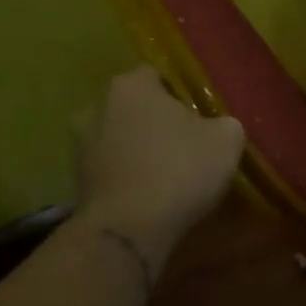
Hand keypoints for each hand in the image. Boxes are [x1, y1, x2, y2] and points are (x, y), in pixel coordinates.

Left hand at [76, 66, 244, 263]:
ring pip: (121, 137)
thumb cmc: (179, 169)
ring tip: (172, 169)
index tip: (201, 110)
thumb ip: (223, 122)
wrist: (128, 230)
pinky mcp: (77, 181)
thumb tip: (217, 126)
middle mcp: (97, 107)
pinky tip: (155, 191)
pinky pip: (114, 167)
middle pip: (136, 106)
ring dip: (141, 148)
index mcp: (132, 86)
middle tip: (188, 139)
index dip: (182, 91)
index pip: (158, 74)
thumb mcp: (227, 139)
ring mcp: (81, 145)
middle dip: (157, 119)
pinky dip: (131, 174)